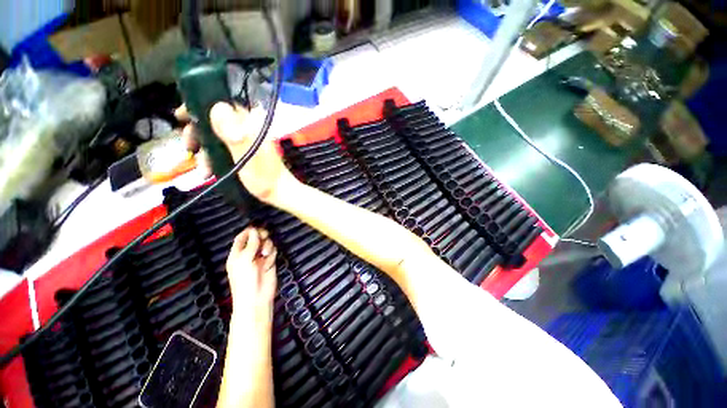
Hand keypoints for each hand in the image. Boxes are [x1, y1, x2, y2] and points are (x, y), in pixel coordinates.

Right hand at [176, 103, 296, 203]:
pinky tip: (207, 172)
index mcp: (252, 124)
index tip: (182, 117)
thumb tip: (218, 107)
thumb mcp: (247, 156)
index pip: (223, 104)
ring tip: (202, 170)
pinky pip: (222, 148)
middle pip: (215, 120)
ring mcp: (246, 140)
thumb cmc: (265, 178)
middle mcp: (248, 128)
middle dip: (198, 133)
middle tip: (189, 148)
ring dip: (204, 150)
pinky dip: (212, 158)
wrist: (280, 193)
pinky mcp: (244, 151)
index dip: (199, 106)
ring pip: (216, 136)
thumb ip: (234, 134)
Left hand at [225, 227, 276, 324]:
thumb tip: (254, 230)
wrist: (256, 297)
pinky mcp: (270, 262)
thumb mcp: (244, 260)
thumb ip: (250, 244)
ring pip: (266, 244)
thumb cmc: (245, 280)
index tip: (256, 227)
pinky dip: (272, 255)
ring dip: (267, 246)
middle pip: (256, 239)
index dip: (248, 231)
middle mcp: (249, 254)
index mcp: (237, 254)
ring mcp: (260, 258)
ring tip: (266, 254)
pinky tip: (269, 263)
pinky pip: (273, 252)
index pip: (242, 238)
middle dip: (261, 236)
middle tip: (264, 236)